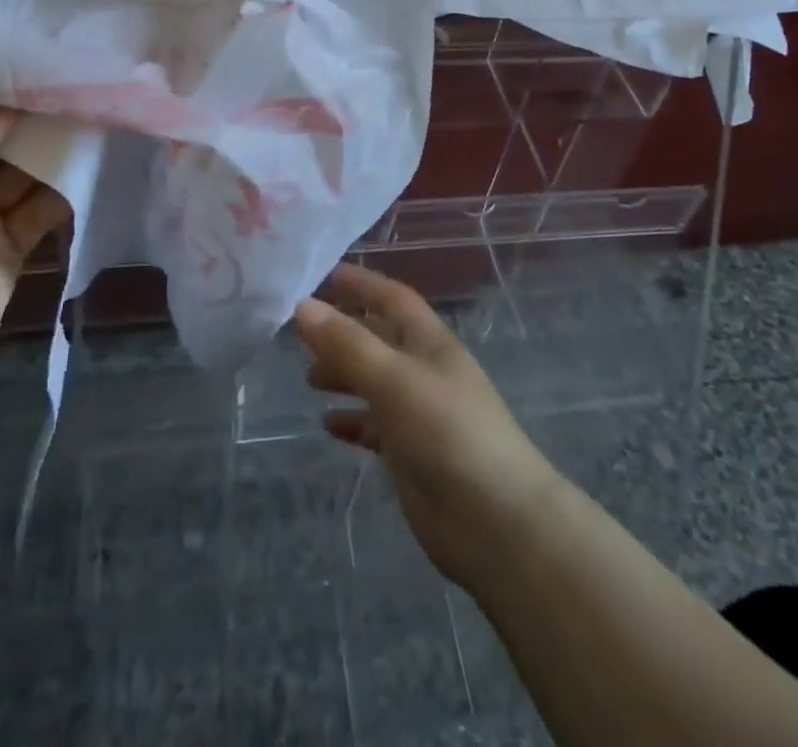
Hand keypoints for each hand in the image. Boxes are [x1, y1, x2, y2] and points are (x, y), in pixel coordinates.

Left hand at [0, 104, 69, 396]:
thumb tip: (15, 89)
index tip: (40, 58)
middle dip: (33, 116)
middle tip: (81, 83)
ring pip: (22, 172)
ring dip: (53, 150)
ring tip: (97, 116)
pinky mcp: (6, 248)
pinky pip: (39, 210)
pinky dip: (62, 191)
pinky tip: (94, 164)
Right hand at [294, 265, 561, 591]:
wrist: (495, 521)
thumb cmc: (447, 432)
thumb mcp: (393, 379)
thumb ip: (348, 343)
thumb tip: (303, 306)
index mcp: (430, 343)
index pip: (393, 298)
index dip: (362, 284)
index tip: (323, 275)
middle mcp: (425, 370)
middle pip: (380, 338)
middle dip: (345, 331)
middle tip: (302, 334)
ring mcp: (420, 413)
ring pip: (375, 381)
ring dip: (344, 374)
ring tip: (309, 378)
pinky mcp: (413, 453)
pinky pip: (376, 426)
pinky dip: (353, 420)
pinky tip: (329, 425)